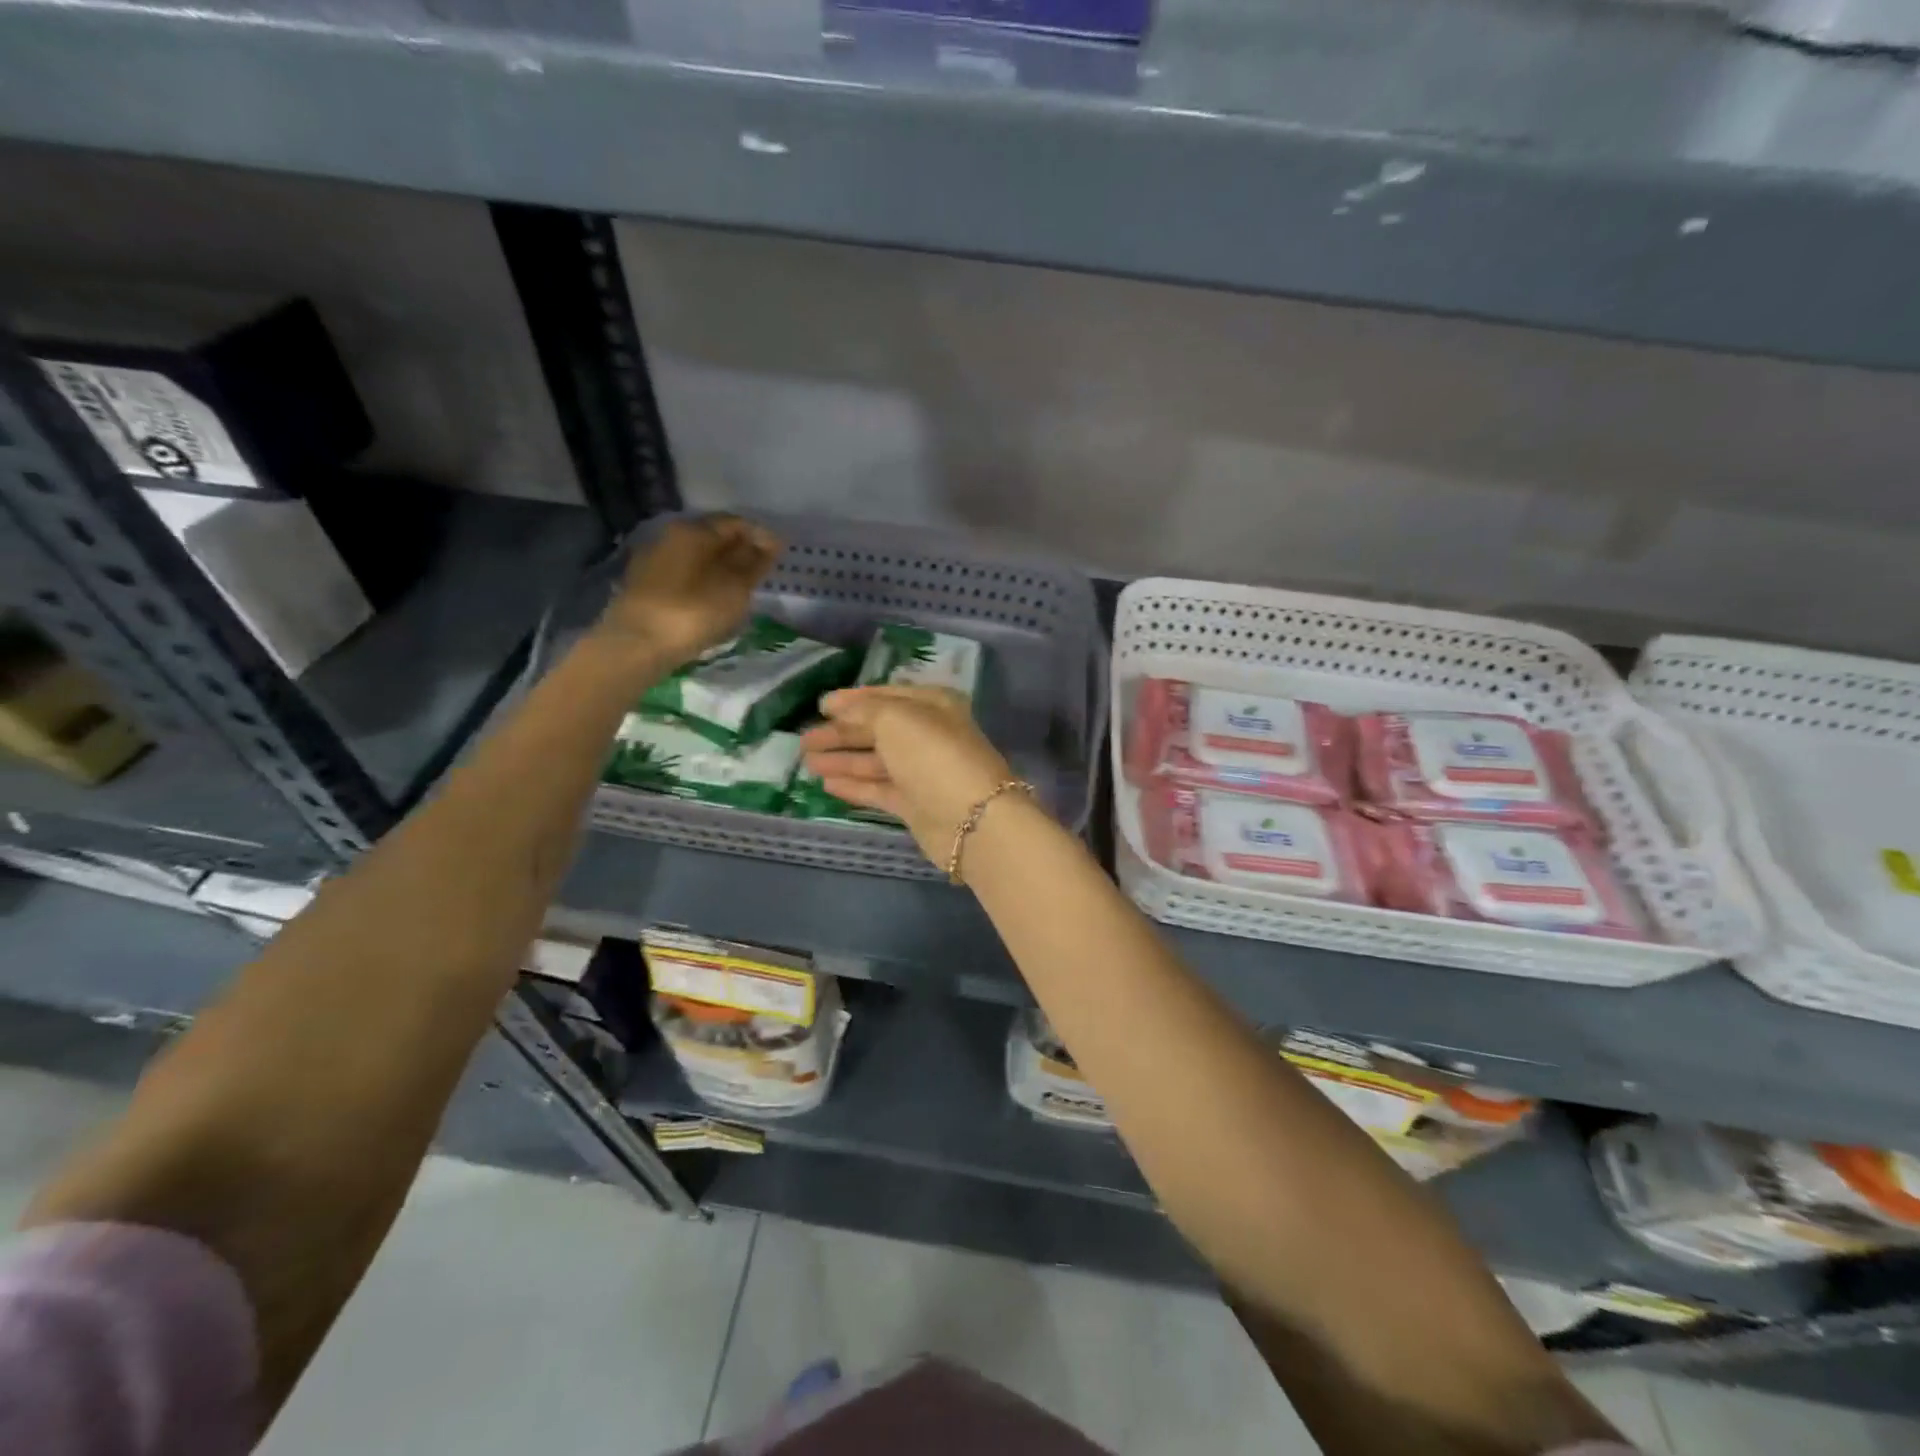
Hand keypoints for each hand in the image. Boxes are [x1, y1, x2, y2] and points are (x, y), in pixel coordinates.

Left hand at [595, 514, 779, 667]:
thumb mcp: (735, 587)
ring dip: (719, 567)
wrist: (637, 644)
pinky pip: (682, 574)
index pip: (735, 522)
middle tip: (761, 571)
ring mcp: (653, 559)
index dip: (760, 535)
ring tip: (739, 588)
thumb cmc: (693, 612)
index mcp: (693, 530)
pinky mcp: (644, 585)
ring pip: (696, 556)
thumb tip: (769, 541)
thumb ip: (754, 562)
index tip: (779, 554)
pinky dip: (702, 581)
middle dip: (739, 550)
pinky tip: (712, 599)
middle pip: (712, 537)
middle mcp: (670, 536)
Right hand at [800, 686, 1017, 864]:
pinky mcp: (915, 804)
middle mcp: (929, 735)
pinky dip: (854, 785)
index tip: (820, 705)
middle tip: (804, 740)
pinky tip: (826, 783)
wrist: (971, 818)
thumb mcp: (895, 718)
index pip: (887, 696)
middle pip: (878, 730)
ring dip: (842, 759)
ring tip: (807, 760)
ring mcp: (922, 772)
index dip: (853, 700)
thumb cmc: (932, 755)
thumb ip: (864, 710)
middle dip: (841, 733)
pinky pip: (879, 789)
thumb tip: (838, 707)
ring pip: (875, 761)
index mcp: (933, 705)